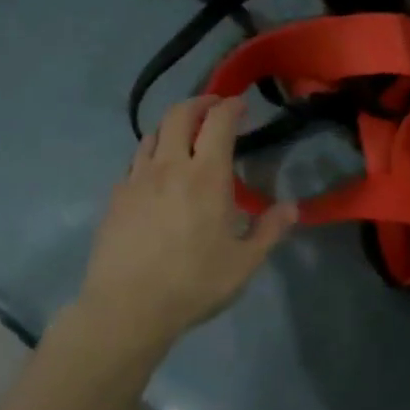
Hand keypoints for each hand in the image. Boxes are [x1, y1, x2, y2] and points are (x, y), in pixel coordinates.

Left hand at [78, 96, 295, 346]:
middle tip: (214, 108)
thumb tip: (293, 207)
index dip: (231, 106)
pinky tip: (158, 175)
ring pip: (153, 134)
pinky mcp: (116, 197)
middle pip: (179, 114)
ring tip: (186, 137)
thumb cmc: (194, 283)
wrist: (128, 307)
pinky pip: (135, 162)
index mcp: (206, 177)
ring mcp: (137, 180)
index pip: (218, 122)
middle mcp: (169, 167)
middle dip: (199, 102)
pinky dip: (152, 154)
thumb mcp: (244, 263)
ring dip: (173, 126)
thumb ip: (270, 230)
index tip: (241, 105)